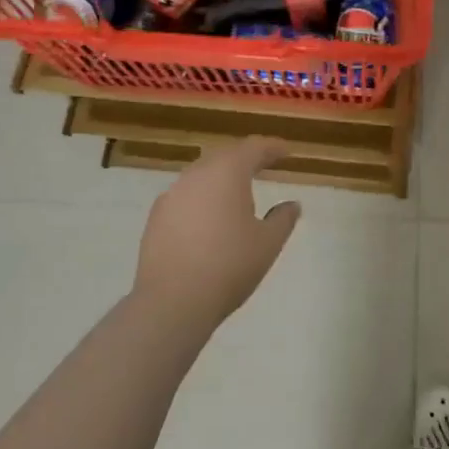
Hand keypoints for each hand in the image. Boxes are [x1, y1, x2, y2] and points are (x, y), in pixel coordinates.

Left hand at [134, 138, 301, 328]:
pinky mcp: (156, 217)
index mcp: (227, 172)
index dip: (272, 148)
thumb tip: (292, 204)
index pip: (253, 148)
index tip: (286, 152)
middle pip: (224, 156)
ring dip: (221, 177)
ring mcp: (172, 194)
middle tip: (263, 165)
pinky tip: (209, 217)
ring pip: (201, 174)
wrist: (172, 301)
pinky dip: (202, 198)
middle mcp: (196, 175)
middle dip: (245, 158)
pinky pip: (185, 195)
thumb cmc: (229, 266)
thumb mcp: (268, 243)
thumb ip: (283, 219)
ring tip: (237, 192)